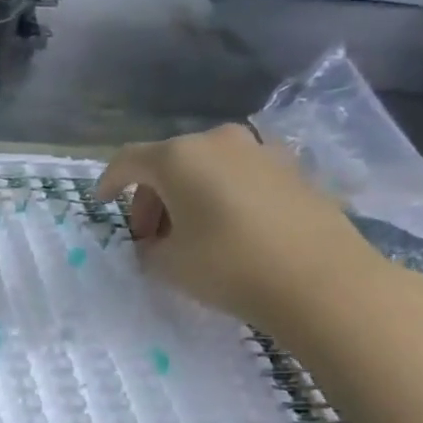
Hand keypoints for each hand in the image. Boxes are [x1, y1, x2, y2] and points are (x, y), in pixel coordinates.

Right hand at [97, 125, 388, 333]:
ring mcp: (260, 151)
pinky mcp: (292, 170)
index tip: (101, 203)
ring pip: (206, 167)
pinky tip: (228, 230)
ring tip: (189, 236)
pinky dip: (222, 196)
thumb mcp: (168, 266)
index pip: (128, 160)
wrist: (322, 280)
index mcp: (179, 157)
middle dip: (151, 197)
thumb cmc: (229, 266)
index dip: (109, 182)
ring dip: (187, 196)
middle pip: (168, 162)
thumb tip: (154, 243)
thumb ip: (148, 249)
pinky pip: (240, 176)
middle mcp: (218, 142)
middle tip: (149, 237)